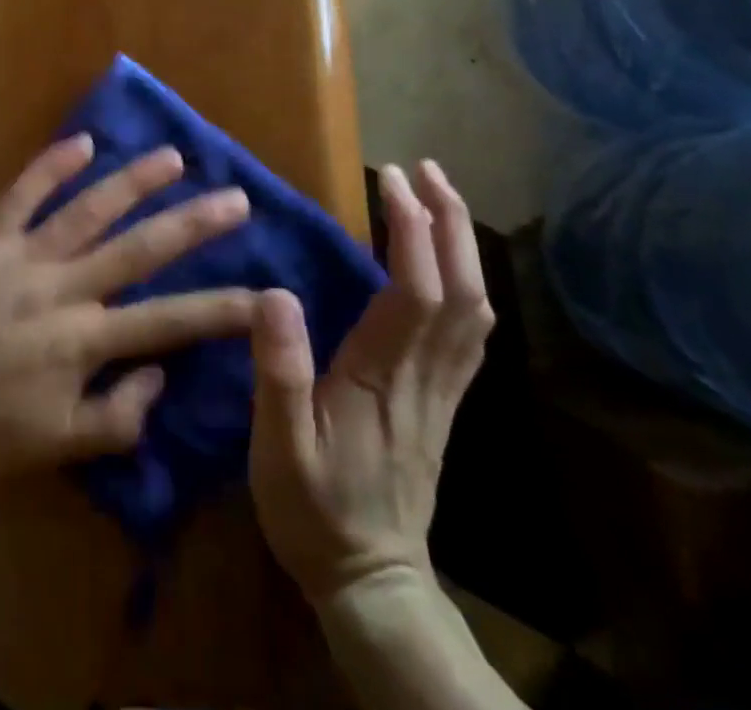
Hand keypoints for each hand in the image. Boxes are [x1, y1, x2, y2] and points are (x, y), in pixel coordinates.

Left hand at [0, 135, 256, 477]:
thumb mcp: (57, 445)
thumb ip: (117, 417)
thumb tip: (161, 374)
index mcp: (84, 340)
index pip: (168, 322)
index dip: (221, 309)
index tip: (267, 292)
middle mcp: (64, 289)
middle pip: (138, 250)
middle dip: (192, 224)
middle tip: (235, 198)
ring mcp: (24, 256)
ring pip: (89, 210)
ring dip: (134, 181)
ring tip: (173, 157)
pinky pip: (23, 193)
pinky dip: (52, 164)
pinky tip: (83, 140)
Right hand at [249, 161, 492, 606]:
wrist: (371, 580)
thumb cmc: (314, 510)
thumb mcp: (277, 449)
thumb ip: (277, 372)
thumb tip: (276, 293)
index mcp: (381, 376)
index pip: (413, 289)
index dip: (410, 228)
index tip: (390, 178)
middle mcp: (425, 375)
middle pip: (460, 289)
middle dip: (448, 221)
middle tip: (425, 169)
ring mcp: (443, 389)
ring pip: (474, 307)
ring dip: (461, 244)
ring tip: (438, 196)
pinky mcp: (446, 401)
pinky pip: (471, 331)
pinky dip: (467, 281)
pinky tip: (450, 262)